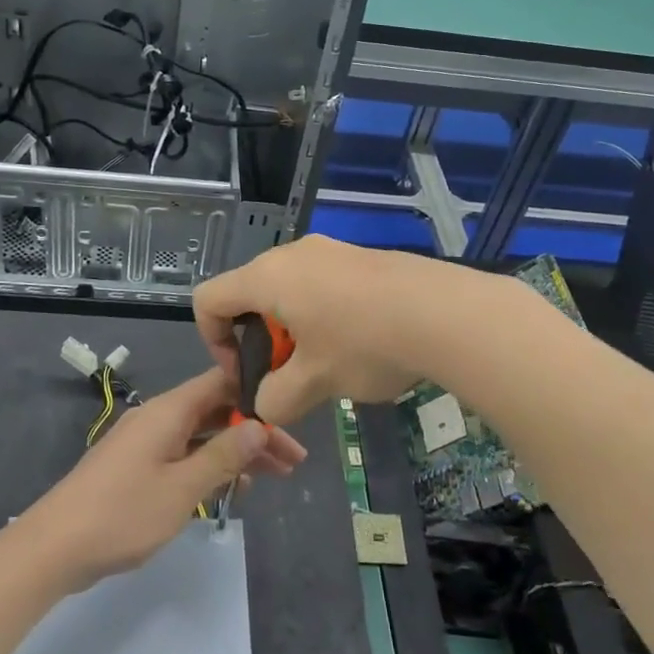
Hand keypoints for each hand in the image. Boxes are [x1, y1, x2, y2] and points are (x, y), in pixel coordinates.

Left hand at [23, 368, 306, 588]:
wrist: (53, 547)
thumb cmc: (122, 514)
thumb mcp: (182, 488)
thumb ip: (223, 455)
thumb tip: (259, 426)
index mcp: (168, 411)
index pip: (221, 382)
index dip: (256, 393)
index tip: (289, 411)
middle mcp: (158, 418)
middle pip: (216, 411)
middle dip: (255, 431)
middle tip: (293, 459)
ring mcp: (145, 442)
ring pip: (202, 435)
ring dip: (236, 452)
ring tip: (275, 476)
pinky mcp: (136, 466)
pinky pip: (184, 454)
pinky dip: (210, 465)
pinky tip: (231, 488)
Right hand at [194, 235, 459, 422]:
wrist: (444, 312)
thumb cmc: (363, 344)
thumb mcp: (312, 383)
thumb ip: (274, 399)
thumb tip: (267, 403)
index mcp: (267, 277)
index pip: (209, 299)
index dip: (212, 341)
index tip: (246, 373)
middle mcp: (292, 254)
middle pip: (249, 294)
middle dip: (258, 341)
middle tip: (288, 376)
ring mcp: (330, 250)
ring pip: (289, 291)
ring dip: (292, 331)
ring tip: (326, 366)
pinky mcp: (360, 258)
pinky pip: (322, 285)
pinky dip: (322, 317)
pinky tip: (358, 345)